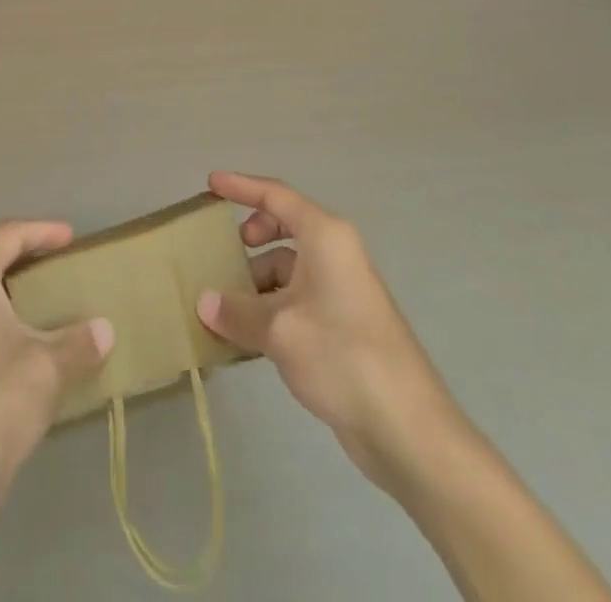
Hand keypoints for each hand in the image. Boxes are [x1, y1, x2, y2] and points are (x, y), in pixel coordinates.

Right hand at [195, 172, 455, 481]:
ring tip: (224, 306)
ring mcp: (341, 289)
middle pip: (284, 227)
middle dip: (251, 236)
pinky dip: (271, 308)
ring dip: (256, 281)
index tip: (210, 183)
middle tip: (223, 252)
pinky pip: (296, 299)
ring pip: (288, 268)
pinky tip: (246, 337)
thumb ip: (236, 312)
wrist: (407, 427)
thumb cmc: (341, 356)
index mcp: (324, 236)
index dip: (240, 186)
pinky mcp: (342, 323)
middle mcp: (334, 253)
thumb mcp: (279, 330)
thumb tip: (203, 303)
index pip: (275, 195)